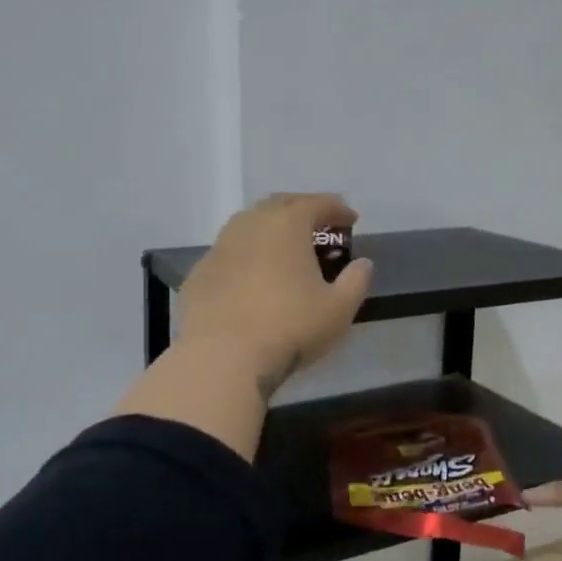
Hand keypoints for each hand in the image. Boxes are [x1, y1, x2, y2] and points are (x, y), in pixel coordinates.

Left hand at [177, 193, 374, 396]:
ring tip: (285, 248)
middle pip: (279, 205)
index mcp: (286, 225)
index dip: (337, 209)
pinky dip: (247, 256)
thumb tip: (362, 264)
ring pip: (248, 225)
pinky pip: (229, 253)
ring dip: (270, 229)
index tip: (351, 219)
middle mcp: (250, 225)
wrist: (222, 357)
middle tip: (318, 226)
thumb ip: (356, 281)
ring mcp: (219, 248)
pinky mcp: (199, 273)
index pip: (316, 203)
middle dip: (302, 209)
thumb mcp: (339, 309)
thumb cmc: (289, 327)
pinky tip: (253, 278)